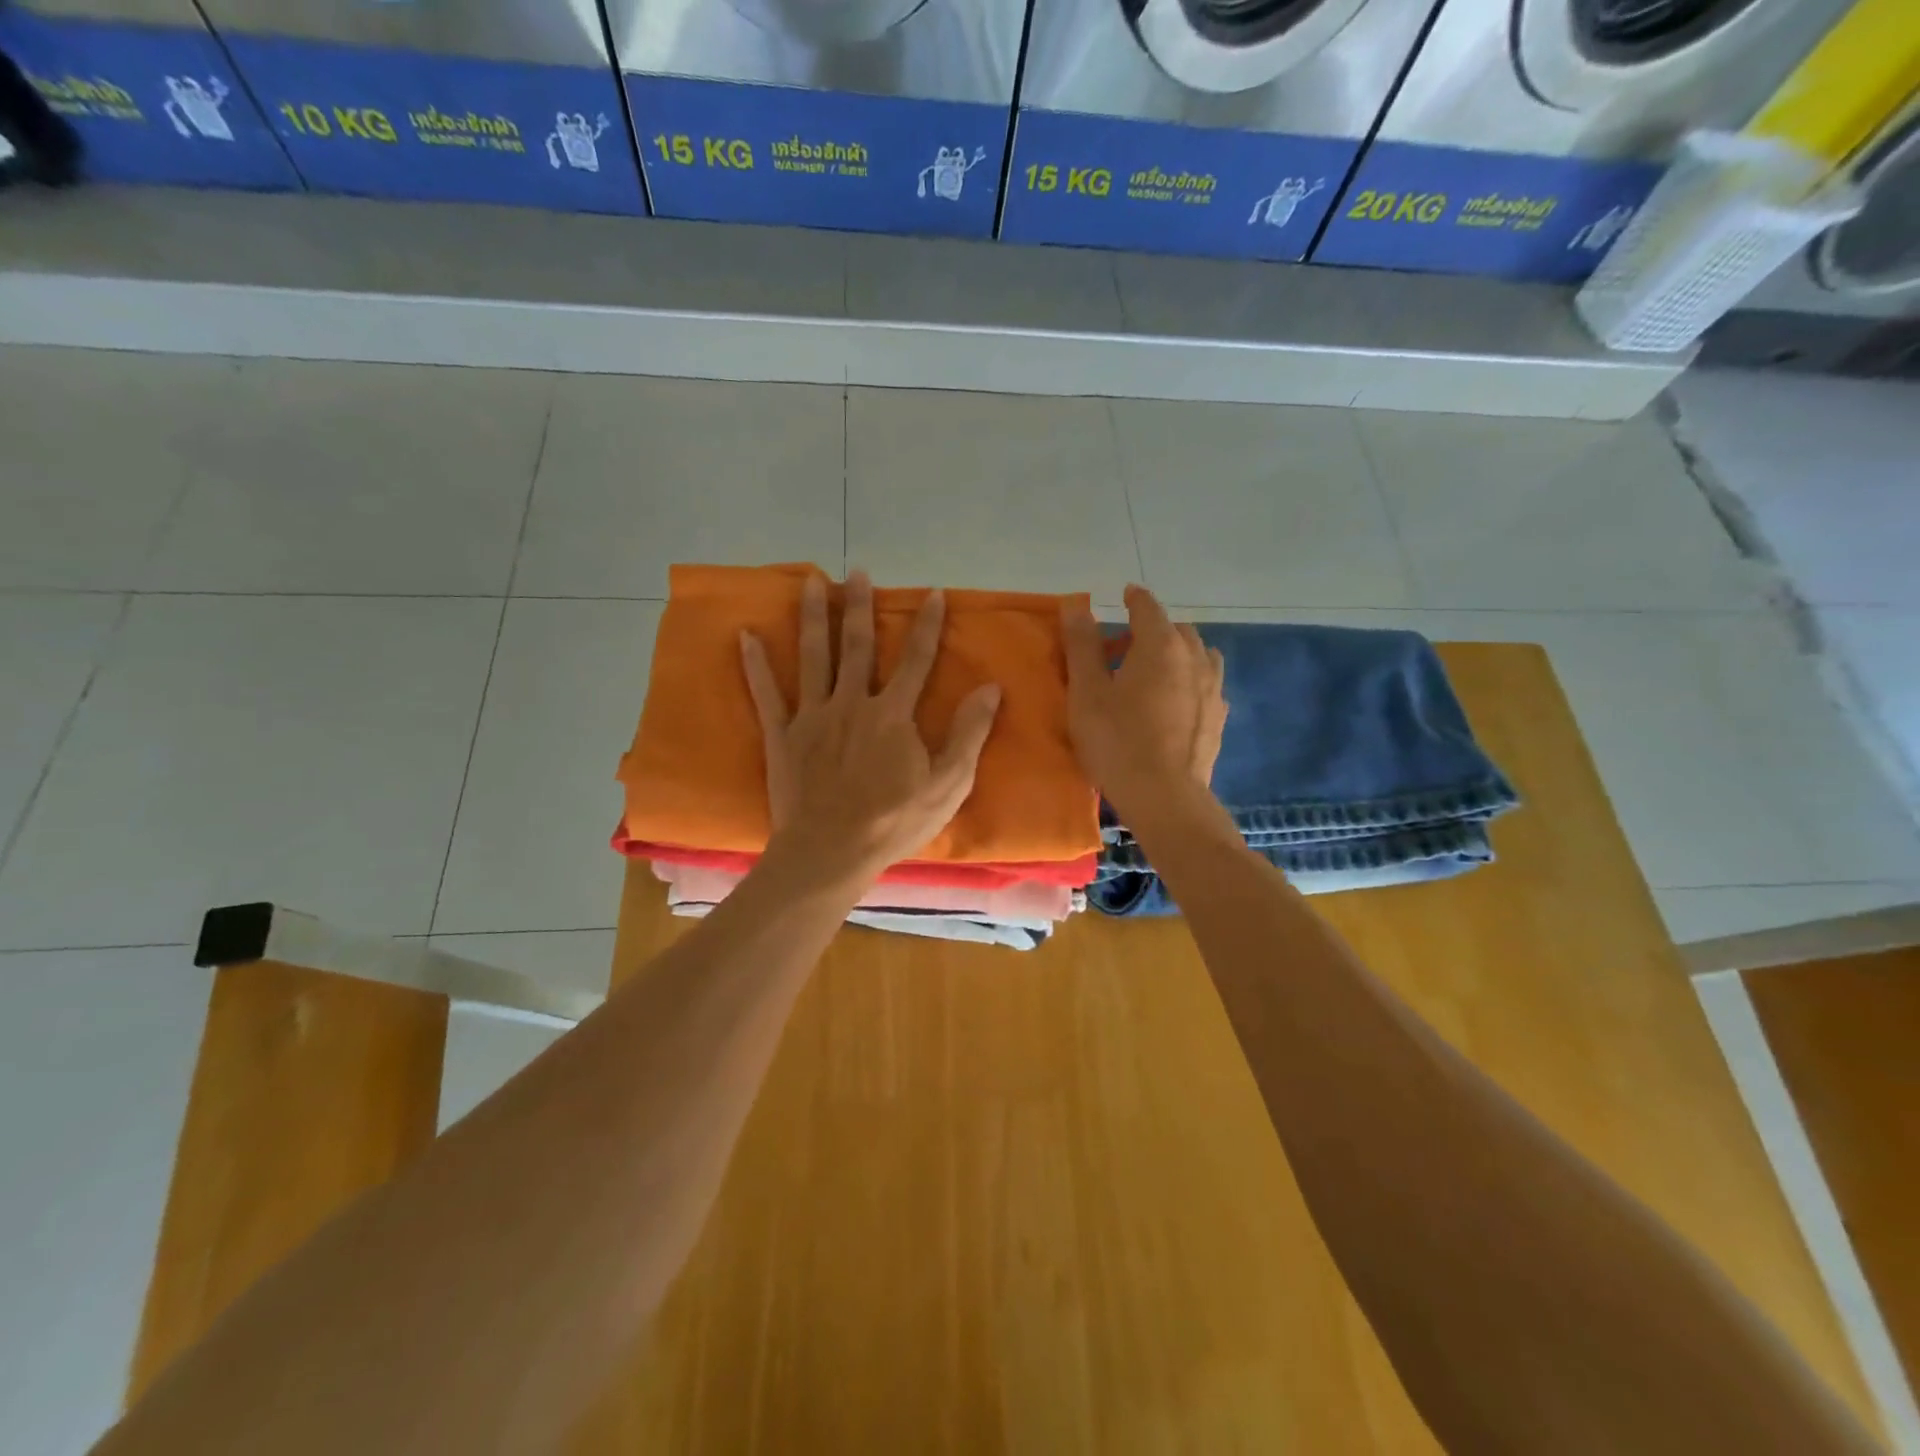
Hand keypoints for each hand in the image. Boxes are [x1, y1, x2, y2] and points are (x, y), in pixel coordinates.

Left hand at [740, 570, 1001, 885]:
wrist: (831, 852)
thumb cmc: (893, 822)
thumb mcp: (948, 784)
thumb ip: (969, 733)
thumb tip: (991, 688)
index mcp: (893, 714)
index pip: (916, 660)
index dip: (926, 626)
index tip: (932, 593)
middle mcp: (852, 703)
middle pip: (857, 646)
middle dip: (860, 606)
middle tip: (858, 571)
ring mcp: (813, 717)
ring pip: (813, 657)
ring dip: (813, 617)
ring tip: (811, 582)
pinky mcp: (782, 736)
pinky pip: (767, 694)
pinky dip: (756, 664)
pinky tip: (746, 635)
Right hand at [1060, 584, 1225, 818]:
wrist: (1164, 796)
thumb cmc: (1116, 741)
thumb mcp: (1086, 692)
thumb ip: (1082, 645)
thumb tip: (1076, 605)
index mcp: (1160, 645)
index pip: (1148, 607)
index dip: (1133, 599)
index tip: (1124, 595)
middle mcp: (1194, 658)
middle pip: (1176, 629)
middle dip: (1152, 630)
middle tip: (1123, 648)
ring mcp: (1212, 688)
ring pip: (1198, 654)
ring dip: (1177, 653)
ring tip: (1154, 673)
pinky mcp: (1219, 717)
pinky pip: (1206, 684)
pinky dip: (1190, 680)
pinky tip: (1175, 702)